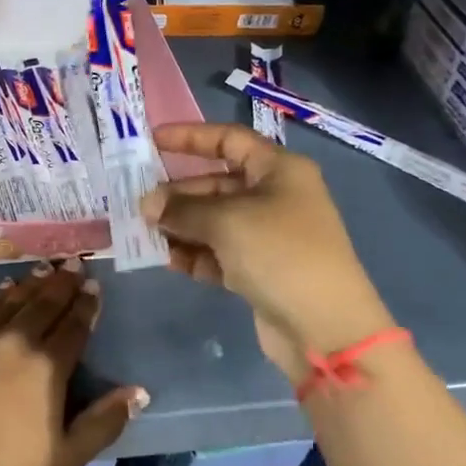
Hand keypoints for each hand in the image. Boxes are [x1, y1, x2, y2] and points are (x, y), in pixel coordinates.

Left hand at [0, 260, 147, 465]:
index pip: (73, 326)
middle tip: (74, 262)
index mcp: (47, 367)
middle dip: (62, 282)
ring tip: (45, 268)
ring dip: (32, 283)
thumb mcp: (65, 458)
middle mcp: (15, 340)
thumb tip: (138, 392)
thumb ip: (103, 422)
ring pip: (12, 300)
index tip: (93, 285)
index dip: (86, 304)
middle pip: (44, 304)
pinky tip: (3, 287)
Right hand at [140, 122, 394, 380]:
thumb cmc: (279, 253)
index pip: (229, 140)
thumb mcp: (226, 221)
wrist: (324, 328)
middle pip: (215, 184)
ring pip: (213, 220)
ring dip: (180, 225)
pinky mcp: (258, 269)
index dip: (190, 137)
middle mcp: (274, 197)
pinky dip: (193, 253)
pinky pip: (217, 252)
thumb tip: (148, 204)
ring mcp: (266, 235)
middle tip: (140, 205)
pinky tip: (167, 259)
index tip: (152, 141)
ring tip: (146, 233)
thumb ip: (181, 208)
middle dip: (177, 193)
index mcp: (278, 170)